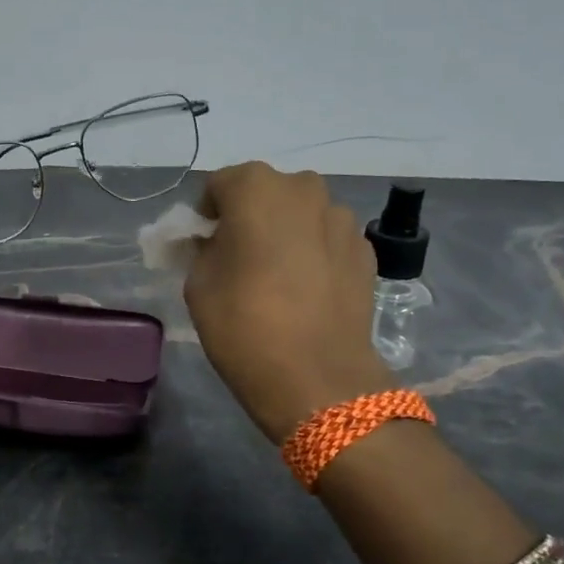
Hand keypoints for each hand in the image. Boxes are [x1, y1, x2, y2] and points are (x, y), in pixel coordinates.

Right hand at [184, 162, 390, 440]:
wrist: (317, 378)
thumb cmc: (244, 325)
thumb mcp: (198, 284)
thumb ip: (204, 248)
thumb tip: (217, 241)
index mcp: (255, 188)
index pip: (220, 184)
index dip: (208, 214)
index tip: (205, 244)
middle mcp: (304, 189)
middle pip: (266, 193)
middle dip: (251, 216)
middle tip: (241, 257)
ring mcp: (341, 218)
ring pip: (301, 215)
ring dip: (286, 233)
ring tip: (278, 276)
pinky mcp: (366, 250)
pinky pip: (327, 240)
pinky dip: (314, 253)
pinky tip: (307, 291)